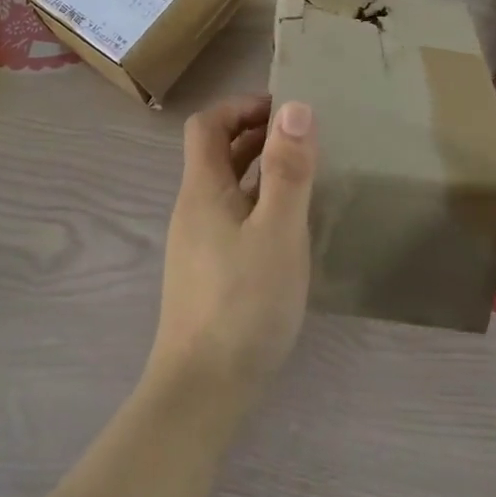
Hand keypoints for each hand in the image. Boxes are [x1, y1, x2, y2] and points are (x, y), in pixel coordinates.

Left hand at [145, 95, 316, 411]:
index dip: (240, 107)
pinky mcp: (208, 272)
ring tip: (302, 176)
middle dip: (254, 134)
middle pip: (215, 153)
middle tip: (301, 139)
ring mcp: (197, 243)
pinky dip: (258, 203)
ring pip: (226, 187)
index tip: (284, 112)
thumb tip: (295, 107)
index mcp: (202, 188)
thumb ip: (288, 170)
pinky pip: (232, 217)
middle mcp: (193, 208)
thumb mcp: (278, 231)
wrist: (203, 389)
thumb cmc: (244, 302)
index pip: (206, 124)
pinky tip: (287, 227)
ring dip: (258, 169)